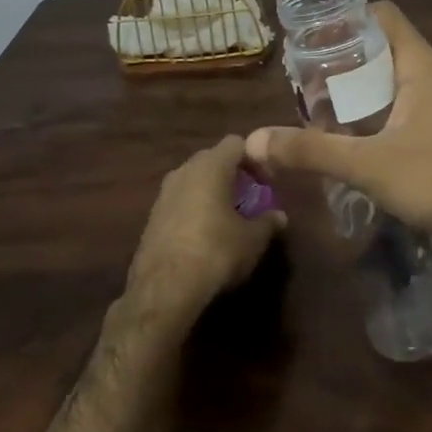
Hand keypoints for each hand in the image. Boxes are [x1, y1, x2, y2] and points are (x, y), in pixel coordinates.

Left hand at [125, 135, 284, 323]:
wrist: (164, 288)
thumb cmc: (216, 252)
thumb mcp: (253, 239)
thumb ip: (268, 222)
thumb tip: (280, 216)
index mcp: (211, 166)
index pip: (236, 143)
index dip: (254, 158)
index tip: (266, 181)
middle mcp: (184, 170)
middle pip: (213, 159)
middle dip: (232, 174)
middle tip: (249, 197)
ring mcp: (164, 193)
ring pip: (194, 180)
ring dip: (211, 191)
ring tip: (227, 216)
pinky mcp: (151, 216)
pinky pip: (180, 201)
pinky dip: (194, 208)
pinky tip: (204, 234)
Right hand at [246, 3, 431, 258]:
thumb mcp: (367, 165)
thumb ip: (311, 151)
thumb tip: (254, 140)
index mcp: (422, 66)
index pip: (383, 16)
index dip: (347, 18)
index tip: (313, 38)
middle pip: (384, 48)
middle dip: (345, 61)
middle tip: (307, 82)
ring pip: (396, 81)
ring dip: (361, 91)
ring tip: (323, 110)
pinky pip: (408, 109)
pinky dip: (379, 113)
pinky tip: (356, 140)